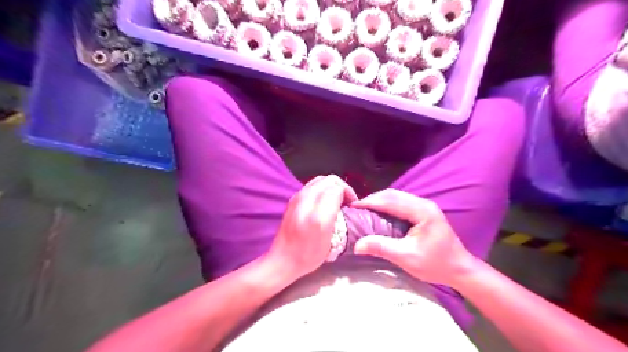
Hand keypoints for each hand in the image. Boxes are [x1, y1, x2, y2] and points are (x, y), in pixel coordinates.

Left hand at [265, 177, 356, 279]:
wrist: (282, 259)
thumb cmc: (307, 254)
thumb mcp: (328, 239)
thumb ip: (334, 215)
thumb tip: (341, 198)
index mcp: (316, 211)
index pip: (337, 187)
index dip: (348, 193)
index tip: (352, 205)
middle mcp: (305, 199)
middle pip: (329, 179)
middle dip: (341, 187)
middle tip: (347, 202)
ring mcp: (297, 197)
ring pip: (320, 180)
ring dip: (332, 187)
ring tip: (337, 201)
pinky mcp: (293, 200)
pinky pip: (312, 186)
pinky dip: (322, 189)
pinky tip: (325, 203)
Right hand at [353, 190, 475, 285]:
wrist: (460, 269)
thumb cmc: (436, 264)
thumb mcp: (407, 258)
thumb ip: (382, 247)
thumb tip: (357, 245)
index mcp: (421, 211)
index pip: (390, 200)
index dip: (370, 202)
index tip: (352, 206)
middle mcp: (423, 203)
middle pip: (392, 194)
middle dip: (372, 199)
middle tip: (355, 208)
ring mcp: (424, 206)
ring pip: (396, 197)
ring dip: (379, 201)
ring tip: (363, 210)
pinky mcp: (423, 211)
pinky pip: (400, 203)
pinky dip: (386, 205)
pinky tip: (378, 213)